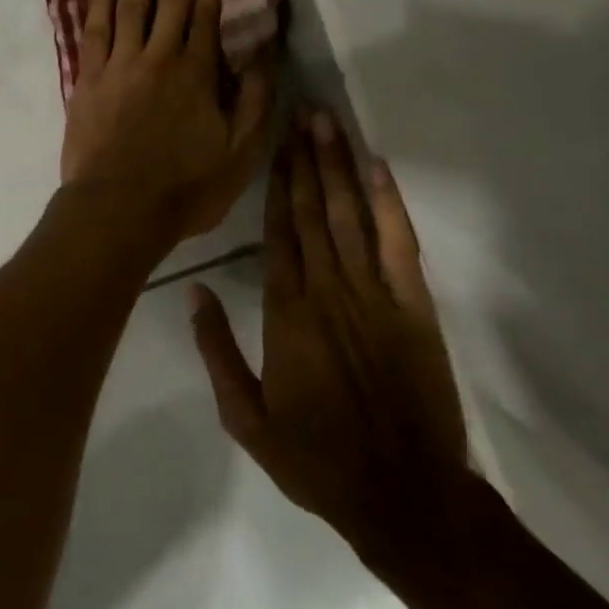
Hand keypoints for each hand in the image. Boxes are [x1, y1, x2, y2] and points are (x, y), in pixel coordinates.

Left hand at [60, 0, 273, 241]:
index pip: (205, 12)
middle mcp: (158, 56)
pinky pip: (95, 26)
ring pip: (130, 0)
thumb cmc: (184, 188)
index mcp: (196, 73)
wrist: (117, 210)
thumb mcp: (239, 153)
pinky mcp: (88, 77)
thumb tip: (264, 54)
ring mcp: (118, 63)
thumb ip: (254, 101)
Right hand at [191, 111, 469, 583]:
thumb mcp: (245, 417)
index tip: (273, 143)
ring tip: (328, 125)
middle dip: (306, 159)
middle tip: (301, 111)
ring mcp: (376, 296)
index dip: (276, 184)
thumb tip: (193, 290)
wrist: (404, 497)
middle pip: (313, 212)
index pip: (277, 232)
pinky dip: (390, 204)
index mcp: (286, 313)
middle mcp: (328, 291)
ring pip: (351, 216)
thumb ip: (216, 349)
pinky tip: (379, 170)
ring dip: (339, 167)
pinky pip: (400, 245)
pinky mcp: (415, 308)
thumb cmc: (316, 458)